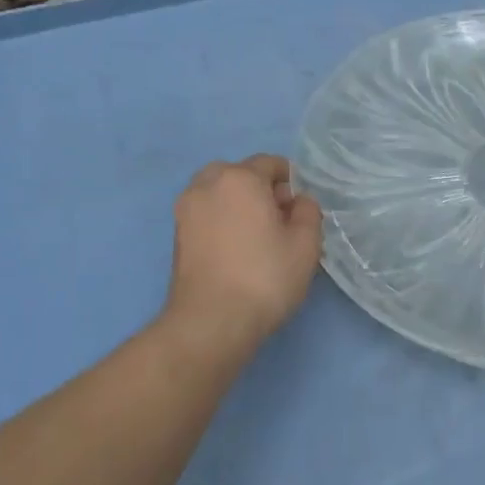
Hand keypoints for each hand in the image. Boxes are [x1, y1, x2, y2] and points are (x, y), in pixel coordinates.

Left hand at [163, 155, 322, 350]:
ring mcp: (186, 209)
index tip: (300, 211)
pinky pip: (206, 214)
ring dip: (238, 204)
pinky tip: (236, 250)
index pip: (270, 163)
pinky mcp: (176, 235)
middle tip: (278, 222)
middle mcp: (206, 184)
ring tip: (256, 237)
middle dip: (261, 190)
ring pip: (219, 193)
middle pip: (240, 174)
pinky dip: (222, 221)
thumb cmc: (265, 277)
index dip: (291, 183)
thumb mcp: (306, 243)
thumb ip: (308, 211)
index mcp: (240, 178)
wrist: (211, 321)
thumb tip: (297, 201)